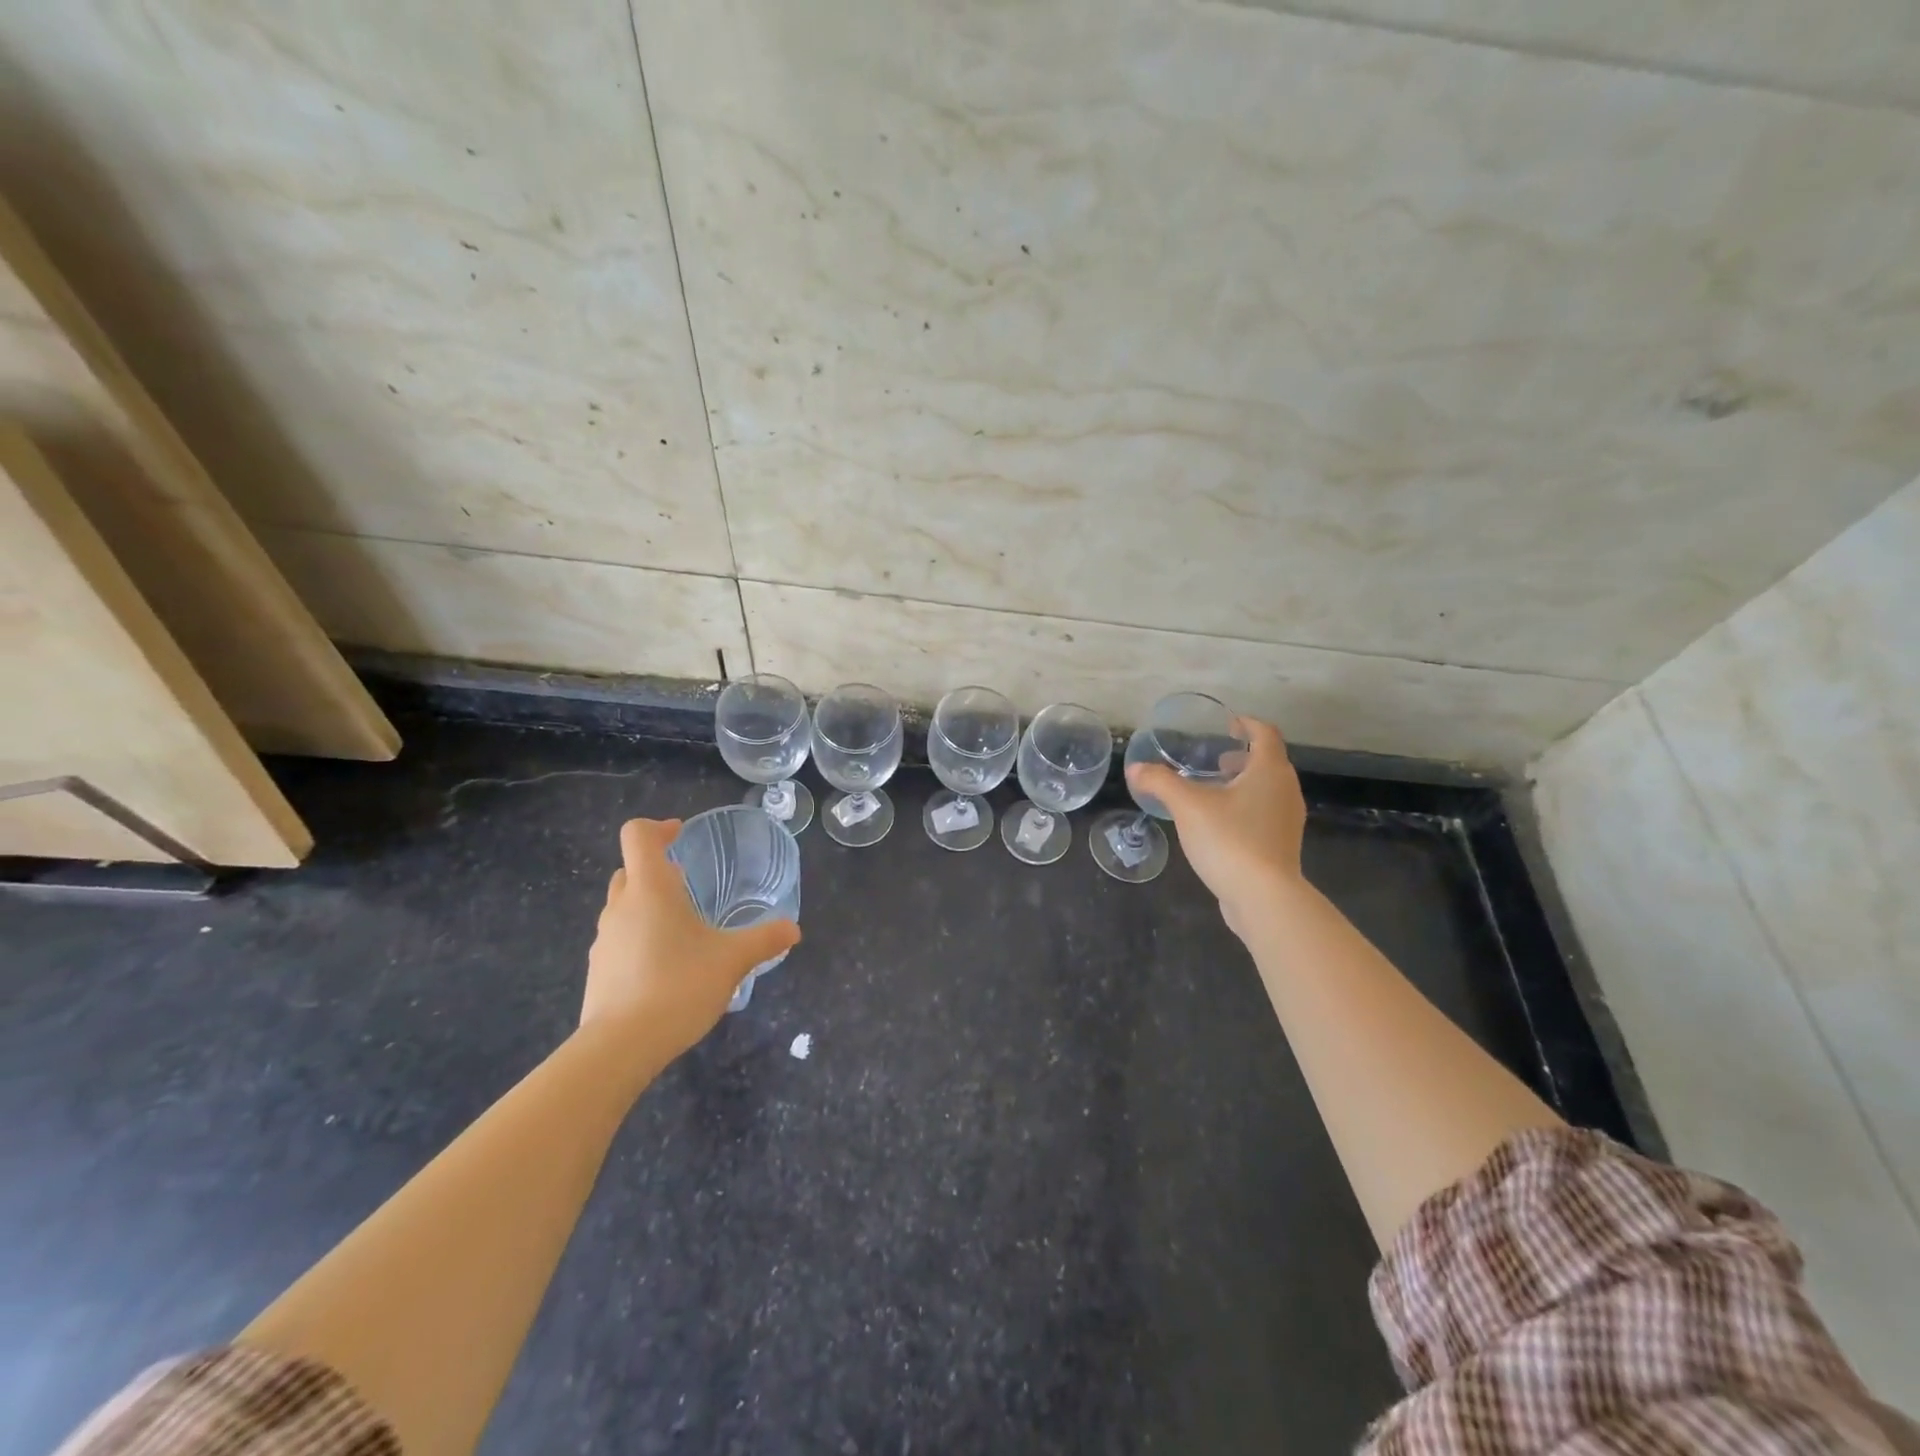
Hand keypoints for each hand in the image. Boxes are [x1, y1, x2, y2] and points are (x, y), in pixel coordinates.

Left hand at [582, 818, 800, 1057]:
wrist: (619, 1047)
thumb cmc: (678, 986)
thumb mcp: (732, 960)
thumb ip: (764, 940)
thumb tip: (793, 928)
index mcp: (650, 889)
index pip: (638, 836)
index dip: (658, 828)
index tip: (680, 835)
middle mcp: (620, 907)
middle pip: (629, 870)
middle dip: (656, 870)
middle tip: (687, 883)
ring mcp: (604, 940)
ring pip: (623, 907)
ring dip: (647, 906)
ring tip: (682, 929)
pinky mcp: (598, 971)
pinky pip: (619, 940)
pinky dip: (639, 939)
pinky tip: (665, 967)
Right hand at [1126, 717, 1306, 935]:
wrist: (1264, 897)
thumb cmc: (1230, 840)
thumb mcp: (1187, 806)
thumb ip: (1161, 782)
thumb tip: (1136, 768)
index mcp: (1269, 771)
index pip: (1265, 733)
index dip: (1247, 724)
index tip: (1227, 724)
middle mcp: (1286, 790)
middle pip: (1268, 761)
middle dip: (1242, 757)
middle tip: (1214, 759)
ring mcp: (1288, 820)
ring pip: (1267, 789)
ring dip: (1243, 783)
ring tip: (1213, 791)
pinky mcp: (1282, 845)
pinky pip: (1265, 813)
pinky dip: (1246, 806)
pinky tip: (1219, 823)